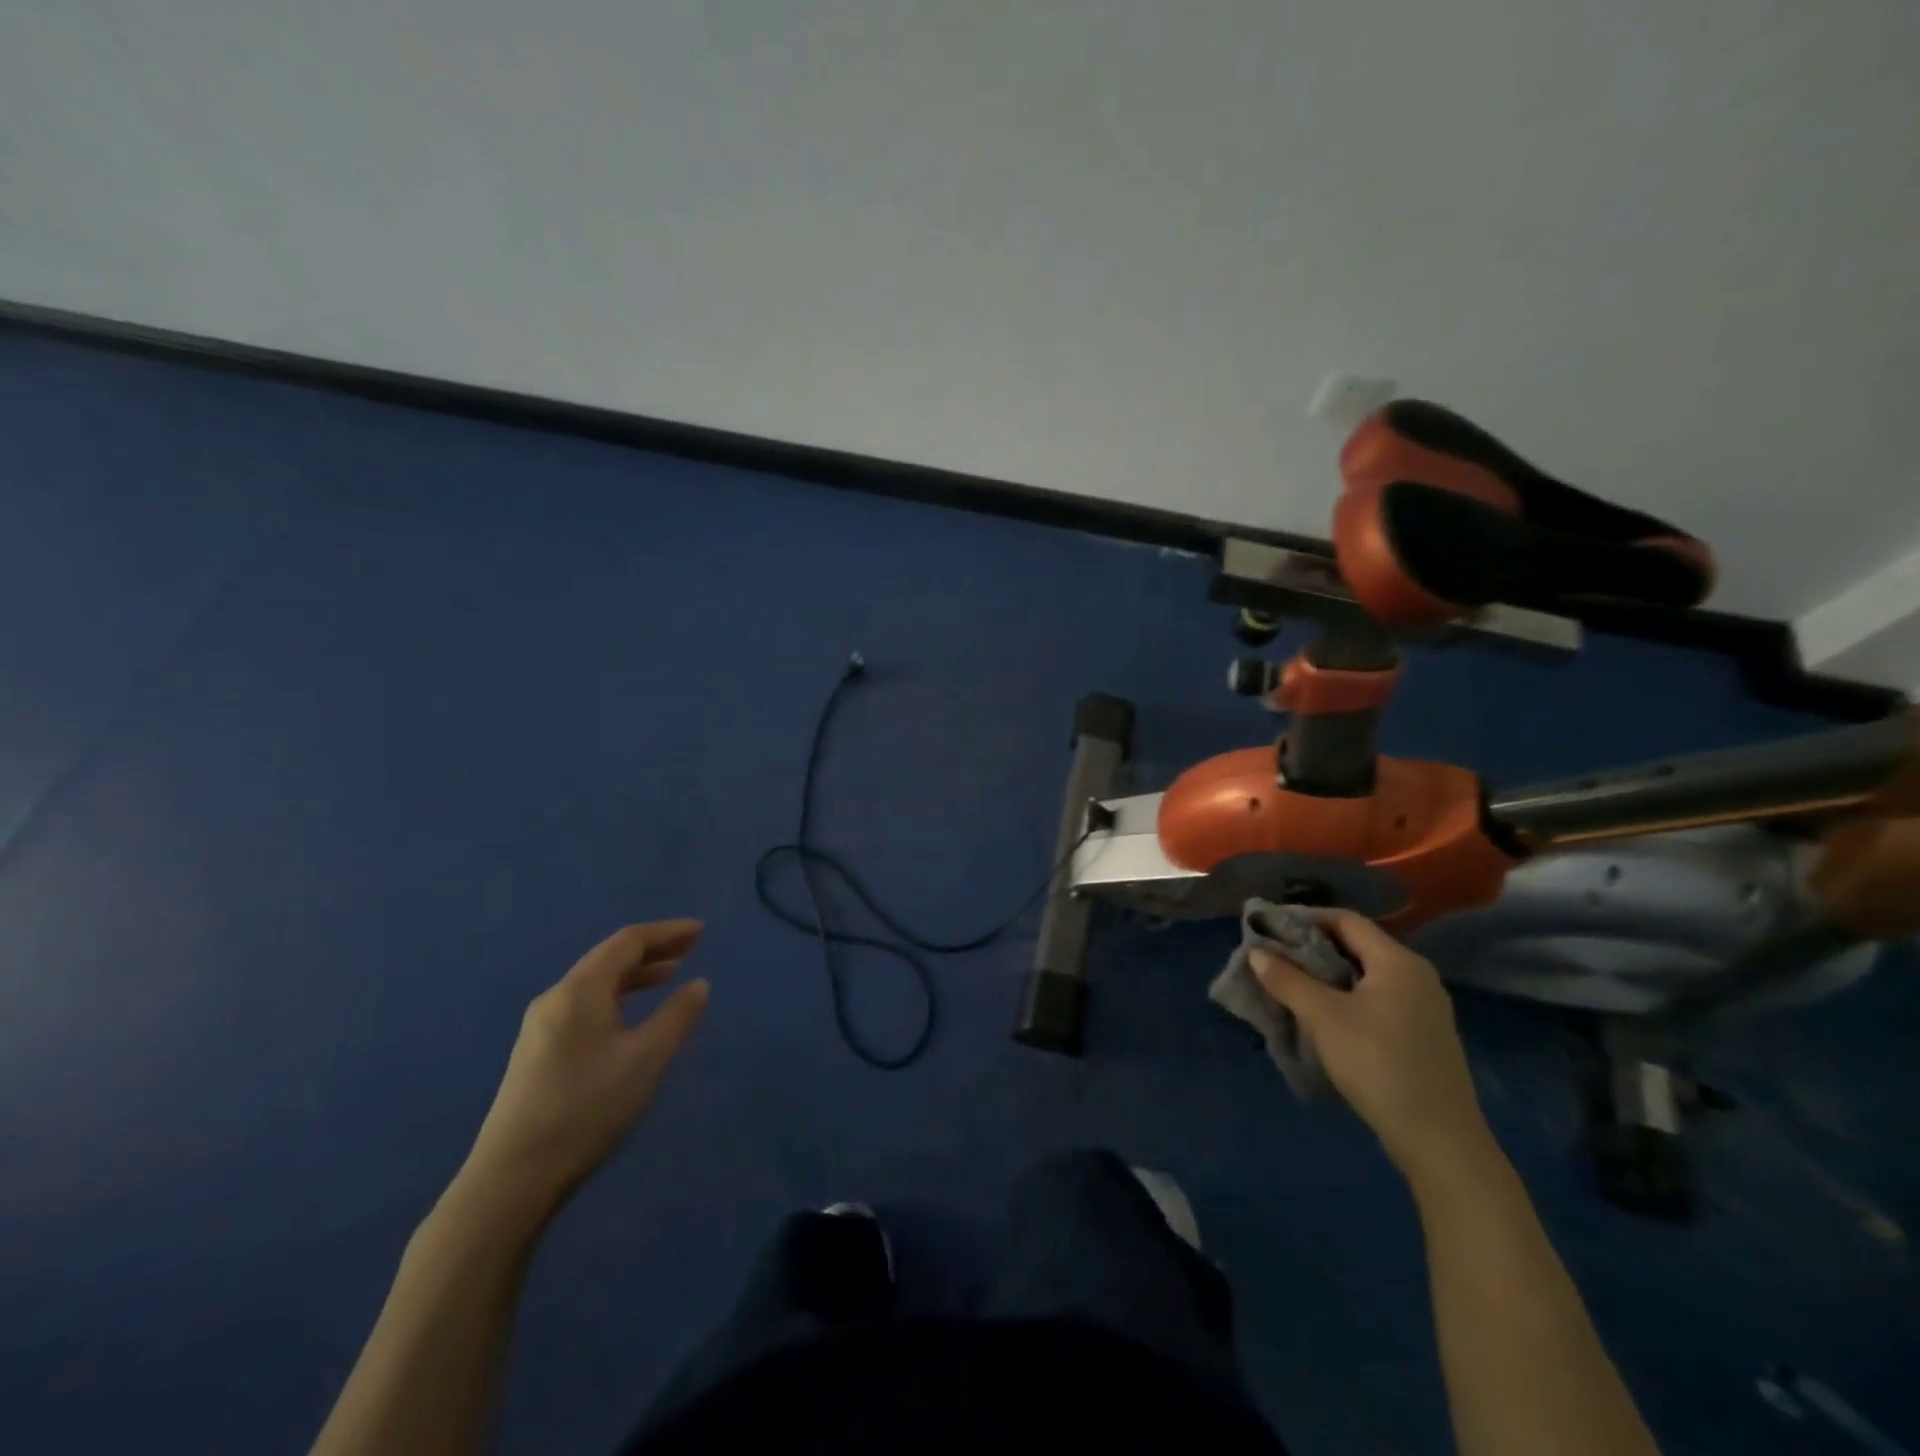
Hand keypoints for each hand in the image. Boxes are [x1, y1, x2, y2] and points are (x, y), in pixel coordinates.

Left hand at [457, 921, 710, 1223]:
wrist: (512, 1179)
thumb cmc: (587, 1108)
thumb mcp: (646, 1059)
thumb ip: (678, 1016)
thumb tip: (698, 984)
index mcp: (580, 990)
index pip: (628, 942)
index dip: (667, 932)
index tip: (701, 932)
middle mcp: (556, 998)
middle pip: (609, 958)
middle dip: (653, 950)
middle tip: (692, 949)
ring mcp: (541, 1027)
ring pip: (596, 984)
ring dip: (636, 975)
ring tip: (669, 978)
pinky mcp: (537, 1054)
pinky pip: (585, 1007)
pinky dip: (618, 999)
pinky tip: (631, 1019)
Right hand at [1251, 909, 1490, 1183]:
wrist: (1439, 1140)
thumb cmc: (1378, 1064)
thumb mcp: (1323, 1018)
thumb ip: (1288, 980)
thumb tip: (1257, 953)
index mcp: (1398, 961)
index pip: (1347, 920)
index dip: (1307, 917)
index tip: (1271, 927)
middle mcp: (1417, 976)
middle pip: (1359, 945)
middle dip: (1314, 947)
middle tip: (1276, 956)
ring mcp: (1426, 1007)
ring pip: (1368, 975)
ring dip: (1329, 973)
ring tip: (1293, 984)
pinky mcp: (1424, 1035)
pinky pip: (1379, 998)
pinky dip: (1348, 996)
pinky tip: (1326, 1015)